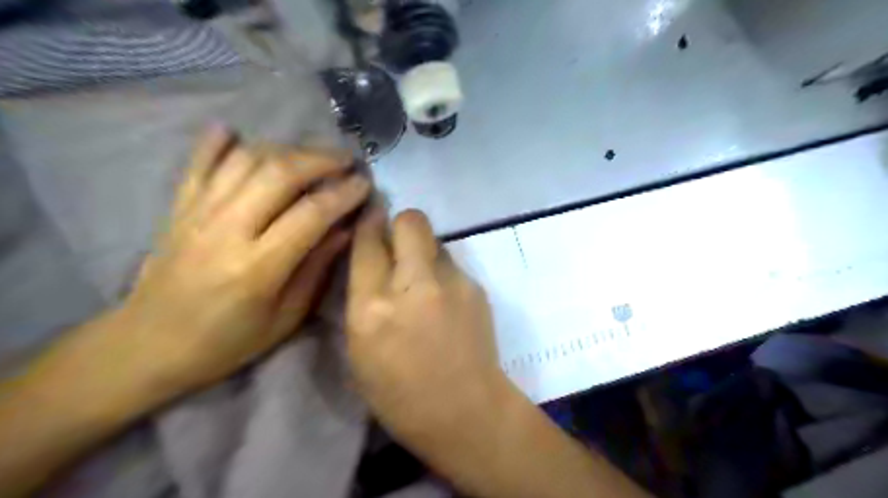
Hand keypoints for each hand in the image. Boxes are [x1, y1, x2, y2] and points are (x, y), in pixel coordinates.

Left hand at [101, 126, 368, 394]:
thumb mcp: (285, 318)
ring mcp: (198, 213)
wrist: (148, 346)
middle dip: (321, 160)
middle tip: (346, 161)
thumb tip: (345, 229)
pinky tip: (235, 132)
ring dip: (285, 148)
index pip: (312, 214)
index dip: (344, 194)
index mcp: (258, 267)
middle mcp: (227, 230)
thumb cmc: (227, 342)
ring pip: (246, 160)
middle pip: (280, 173)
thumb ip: (316, 269)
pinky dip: (218, 142)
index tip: (365, 185)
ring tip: (311, 155)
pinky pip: (199, 163)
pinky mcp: (178, 207)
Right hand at [347, 211, 650, 497]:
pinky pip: (451, 262)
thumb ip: (362, 296)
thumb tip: (372, 258)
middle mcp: (414, 286)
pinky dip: (441, 271)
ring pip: (434, 239)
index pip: (368, 242)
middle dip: (400, 225)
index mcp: (373, 308)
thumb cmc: (400, 393)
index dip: (368, 223)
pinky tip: (444, 300)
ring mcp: (452, 283)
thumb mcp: (359, 348)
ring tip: (423, 281)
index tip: (369, 217)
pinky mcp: (476, 287)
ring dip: (422, 251)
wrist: (466, 410)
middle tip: (398, 247)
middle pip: (410, 221)